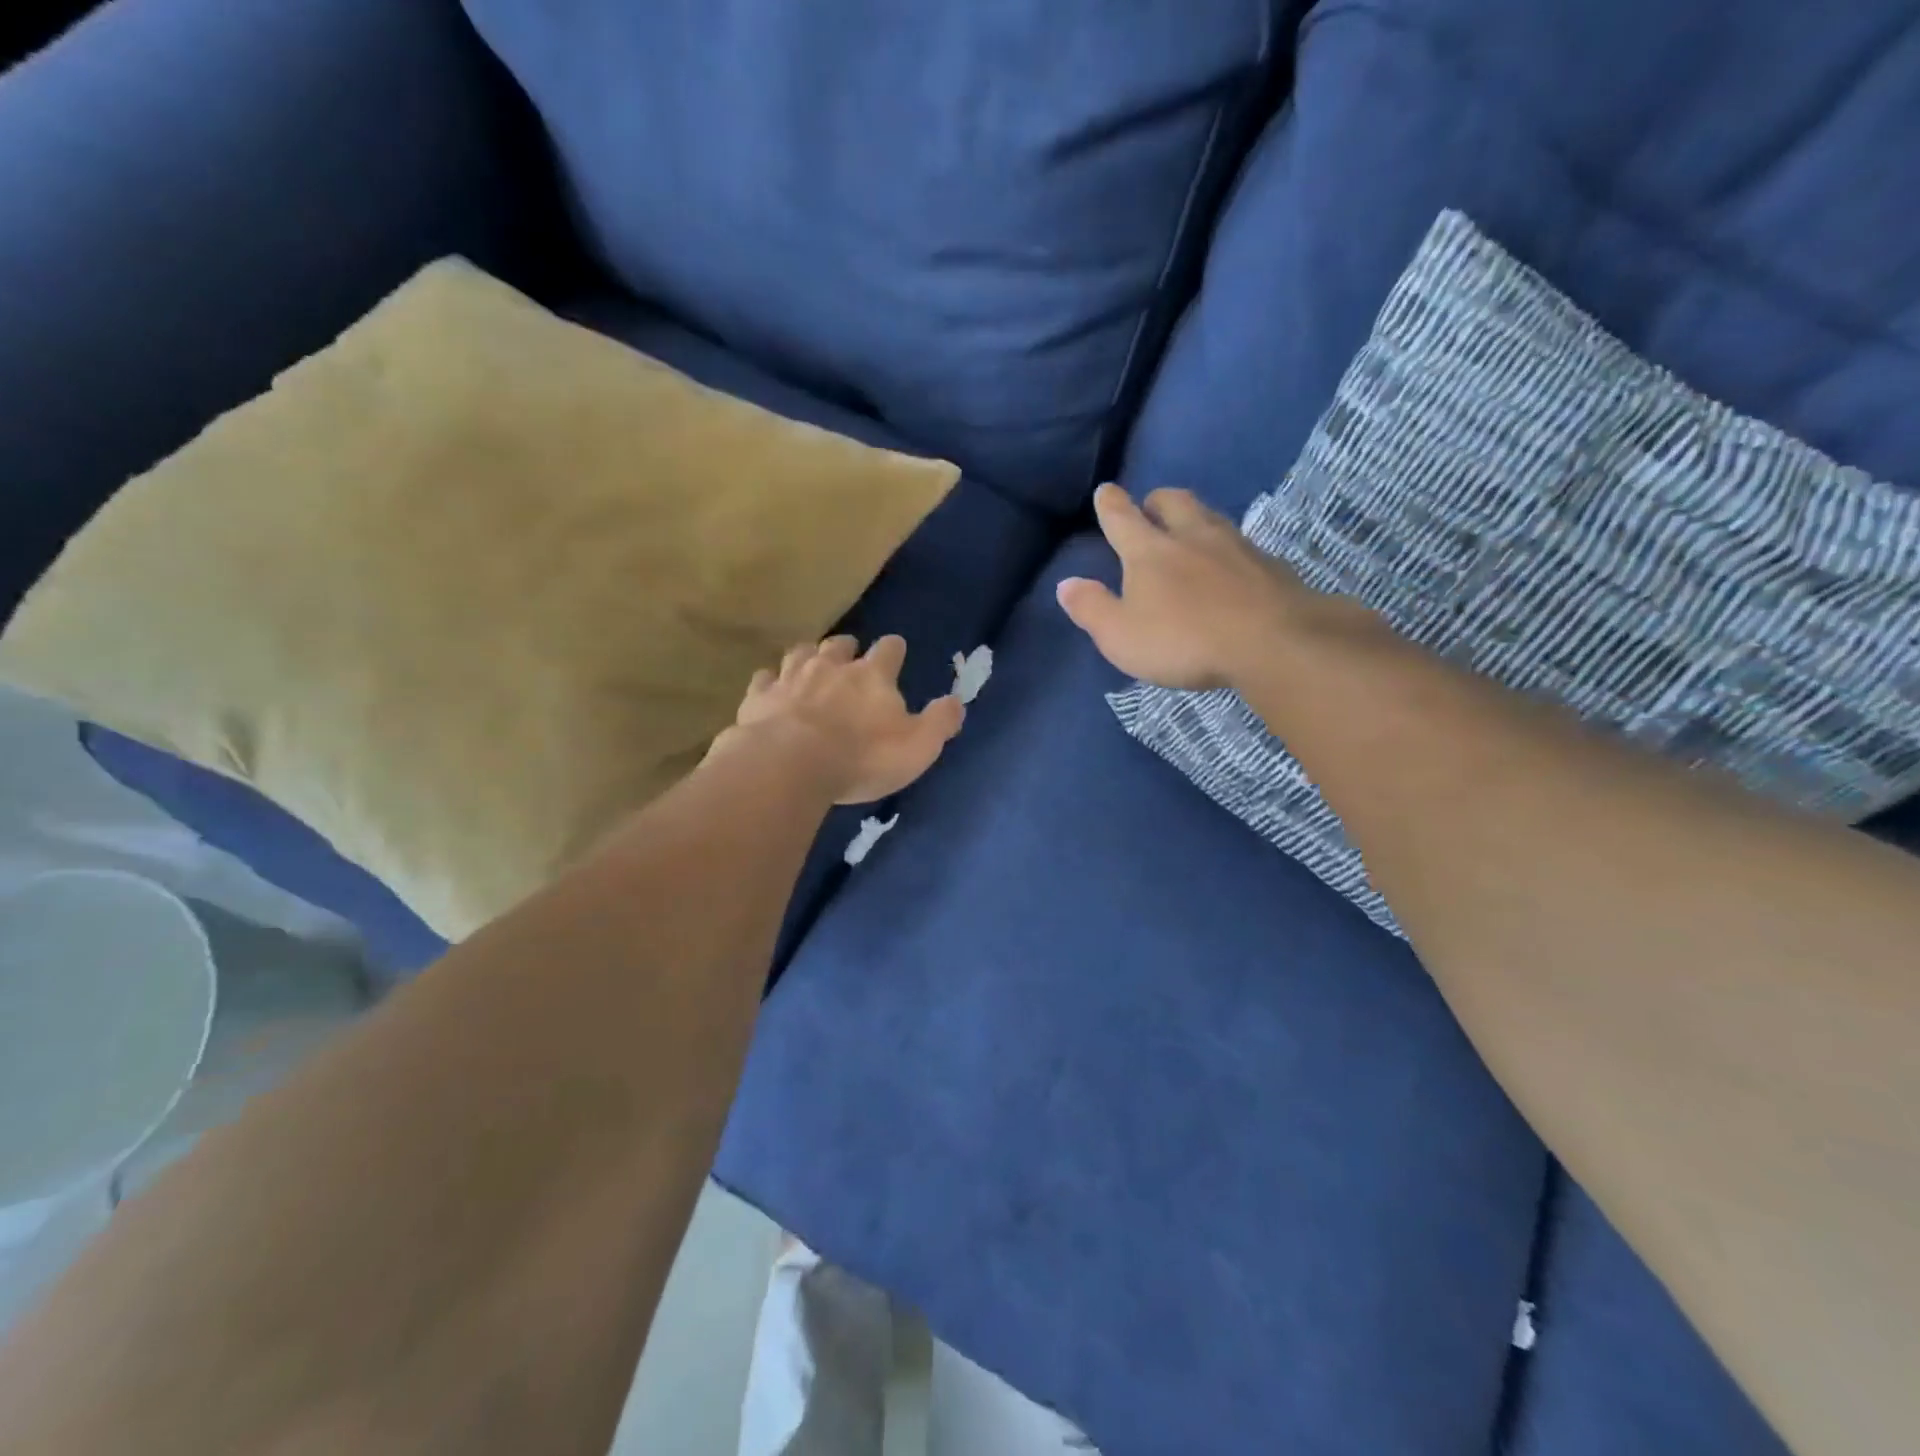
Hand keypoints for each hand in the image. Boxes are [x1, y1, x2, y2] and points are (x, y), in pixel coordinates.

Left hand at [711, 635, 964, 804]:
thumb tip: (956, 703)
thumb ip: (940, 723)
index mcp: (873, 675)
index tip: (896, 652)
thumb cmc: (862, 757)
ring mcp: (791, 678)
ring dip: (807, 657)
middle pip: (840, 644)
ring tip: (810, 666)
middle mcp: (831, 666)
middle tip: (849, 657)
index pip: (889, 650)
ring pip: (799, 653)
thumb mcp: (918, 747)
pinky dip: (770, 682)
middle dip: (847, 647)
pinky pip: (763, 679)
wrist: (790, 765)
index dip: (894, 650)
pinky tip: (771, 689)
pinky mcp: (758, 698)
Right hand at [1057, 485, 1317, 689]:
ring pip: (1211, 517)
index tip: (1106, 490)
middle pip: (1173, 503)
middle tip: (1151, 507)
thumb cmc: (1183, 640)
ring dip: (1195, 518)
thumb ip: (1091, 608)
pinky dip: (1229, 549)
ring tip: (1190, 530)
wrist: (1272, 641)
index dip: (1111, 504)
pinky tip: (1232, 567)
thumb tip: (1066, 584)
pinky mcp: (1270, 566)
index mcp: (1149, 552)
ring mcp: (1236, 547)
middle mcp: (1191, 537)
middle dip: (1157, 501)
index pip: (1122, 519)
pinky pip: (1242, 546)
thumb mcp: (1121, 636)